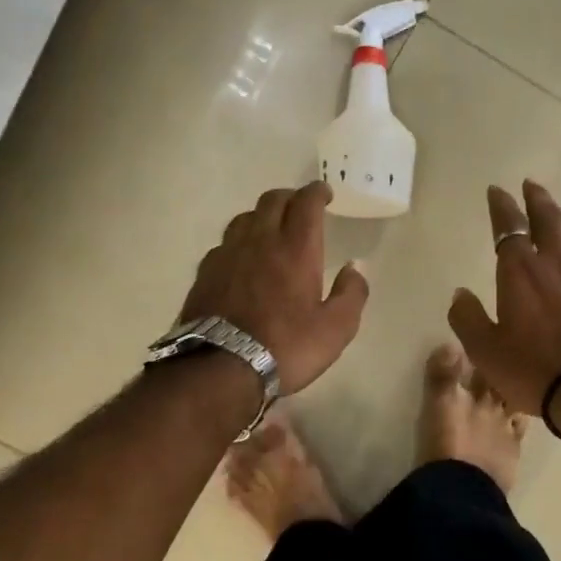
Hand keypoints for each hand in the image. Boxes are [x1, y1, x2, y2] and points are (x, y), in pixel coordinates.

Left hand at [179, 181, 368, 394]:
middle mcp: (260, 241)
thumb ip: (352, 293)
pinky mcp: (205, 273)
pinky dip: (240, 242)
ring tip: (271, 229)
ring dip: (262, 216)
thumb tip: (355, 267)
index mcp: (295, 249)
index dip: (316, 192)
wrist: (220, 368)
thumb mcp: (336, 329)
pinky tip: (243, 259)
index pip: (306, 203)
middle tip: (301, 207)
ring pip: (245, 218)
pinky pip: (225, 243)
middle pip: (272, 201)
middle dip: (290, 197)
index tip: (325, 194)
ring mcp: (227, 254)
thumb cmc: (286, 347)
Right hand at [447, 180, 560, 415]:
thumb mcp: (484, 350)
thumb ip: (467, 317)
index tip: (496, 191)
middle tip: (531, 186)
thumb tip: (460, 293)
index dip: (501, 207)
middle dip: (537, 200)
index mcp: (520, 273)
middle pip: (549, 220)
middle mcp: (558, 265)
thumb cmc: (532, 371)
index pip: (508, 228)